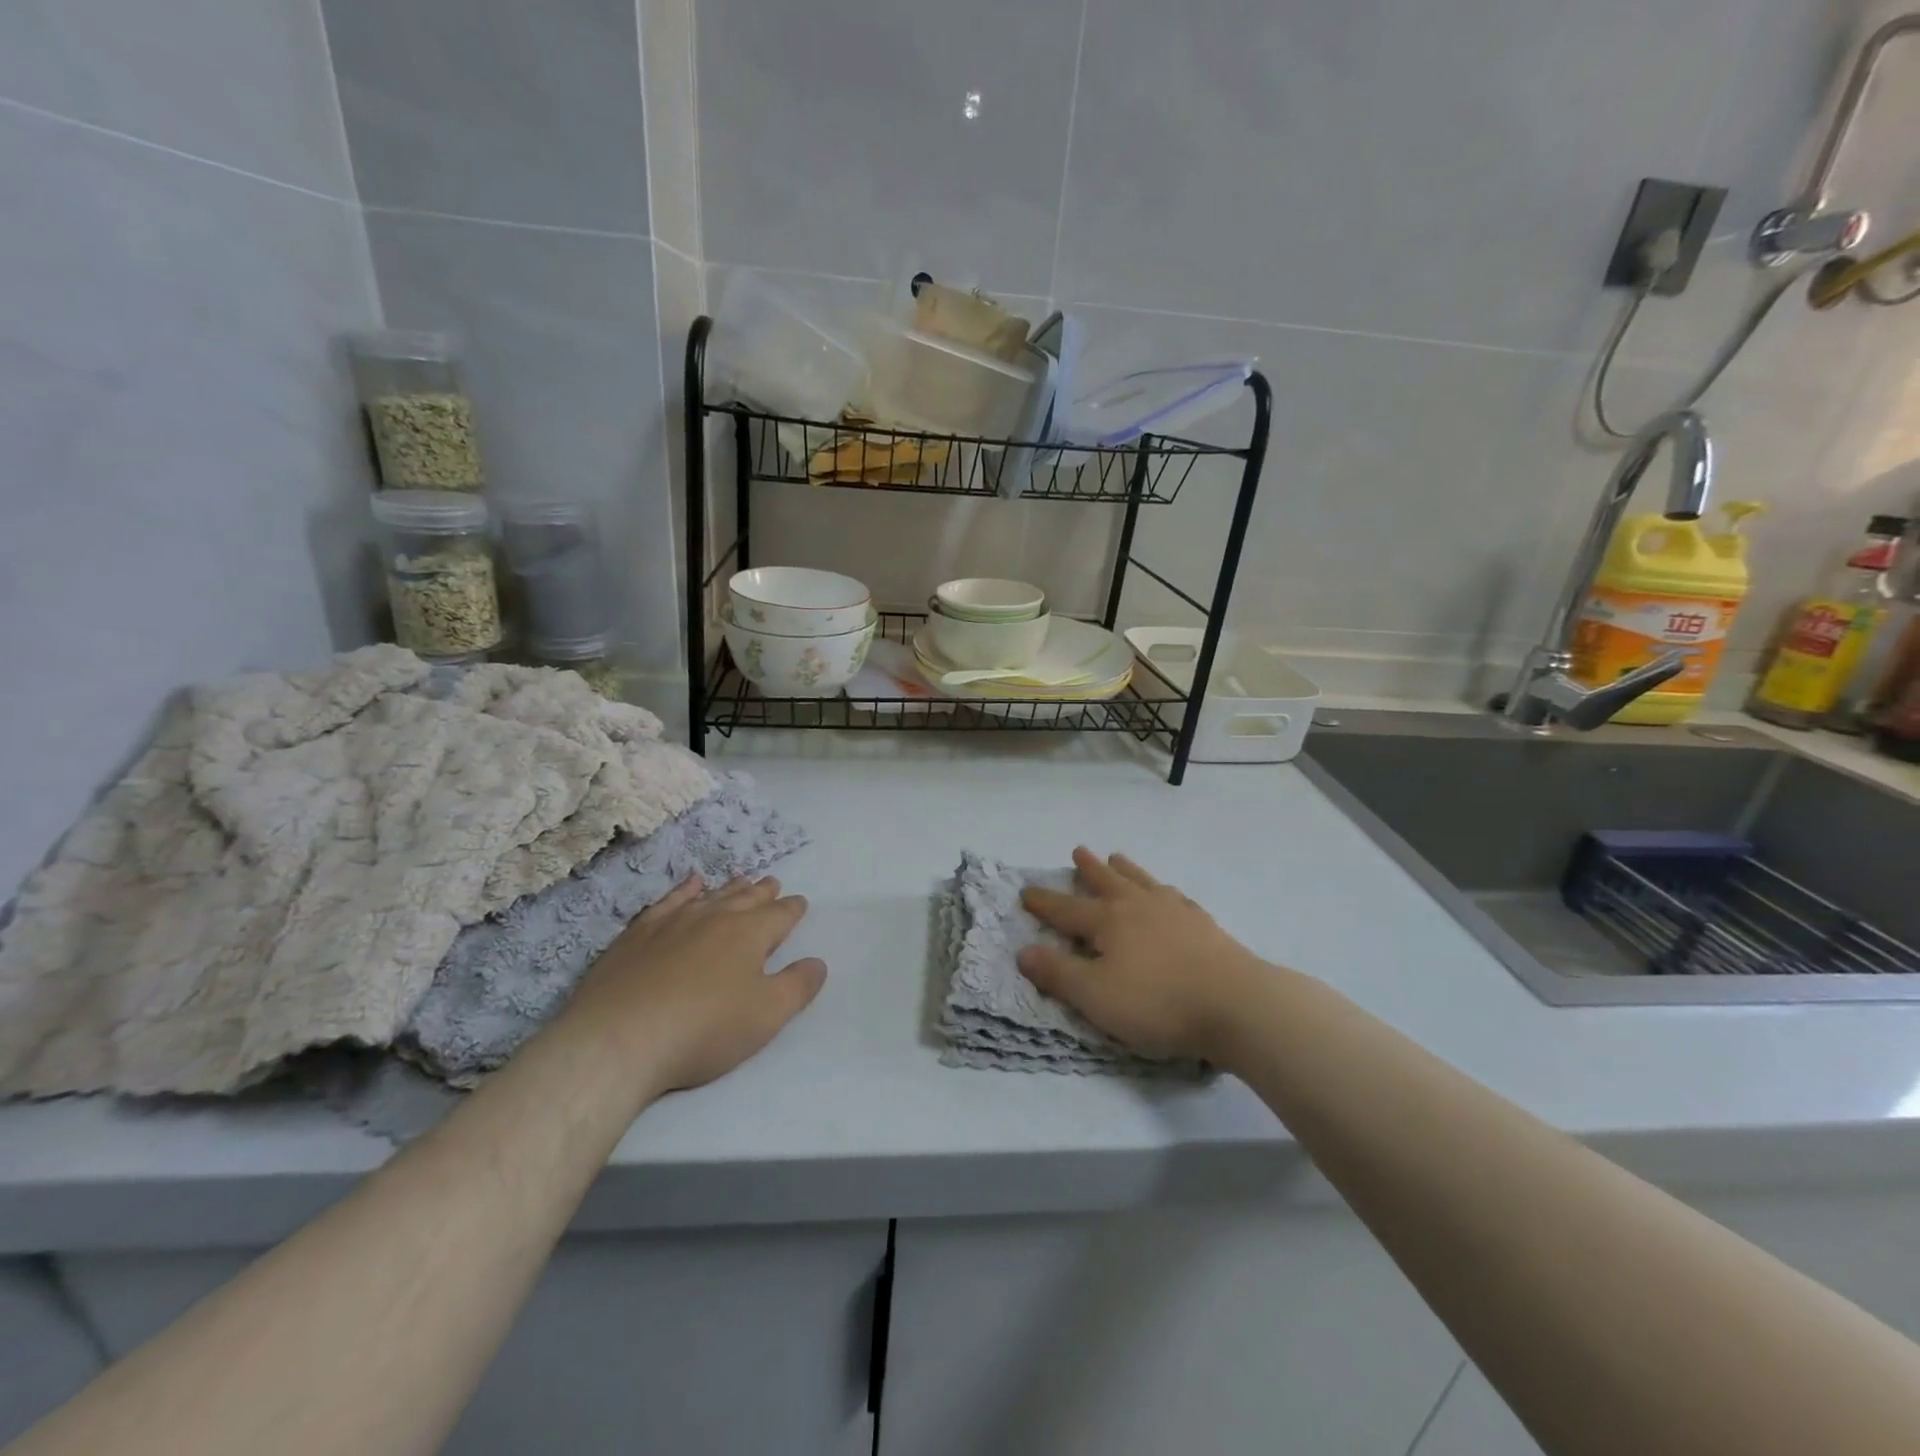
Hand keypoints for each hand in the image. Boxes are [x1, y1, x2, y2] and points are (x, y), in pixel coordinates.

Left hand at [560, 875, 826, 1098]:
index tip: (799, 903)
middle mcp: (714, 917)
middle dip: (763, 892)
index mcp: (750, 934)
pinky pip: (668, 901)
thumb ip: (798, 986)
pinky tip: (689, 886)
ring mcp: (673, 922)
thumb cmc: (704, 1029)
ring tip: (741, 879)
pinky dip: (683, 890)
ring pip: (710, 896)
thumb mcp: (767, 1015)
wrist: (619, 1038)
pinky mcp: (637, 935)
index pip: (780, 915)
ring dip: (729, 888)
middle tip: (773, 883)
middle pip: (746, 898)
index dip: (792, 909)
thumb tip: (817, 962)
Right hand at [1018, 848, 1271, 1061]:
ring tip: (1117, 856)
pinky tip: (1169, 894)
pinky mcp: (1204, 925)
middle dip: (1089, 870)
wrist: (1236, 1003)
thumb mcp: (1095, 996)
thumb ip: (1058, 973)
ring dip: (1127, 869)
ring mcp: (1175, 911)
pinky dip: (1164, 891)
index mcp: (1109, 921)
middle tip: (1079, 851)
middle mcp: (1139, 906)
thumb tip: (1023, 951)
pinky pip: (1176, 897)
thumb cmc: (1157, 1002)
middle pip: (1108, 882)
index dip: (1044, 902)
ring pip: (1142, 882)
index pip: (1067, 909)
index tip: (1026, 891)